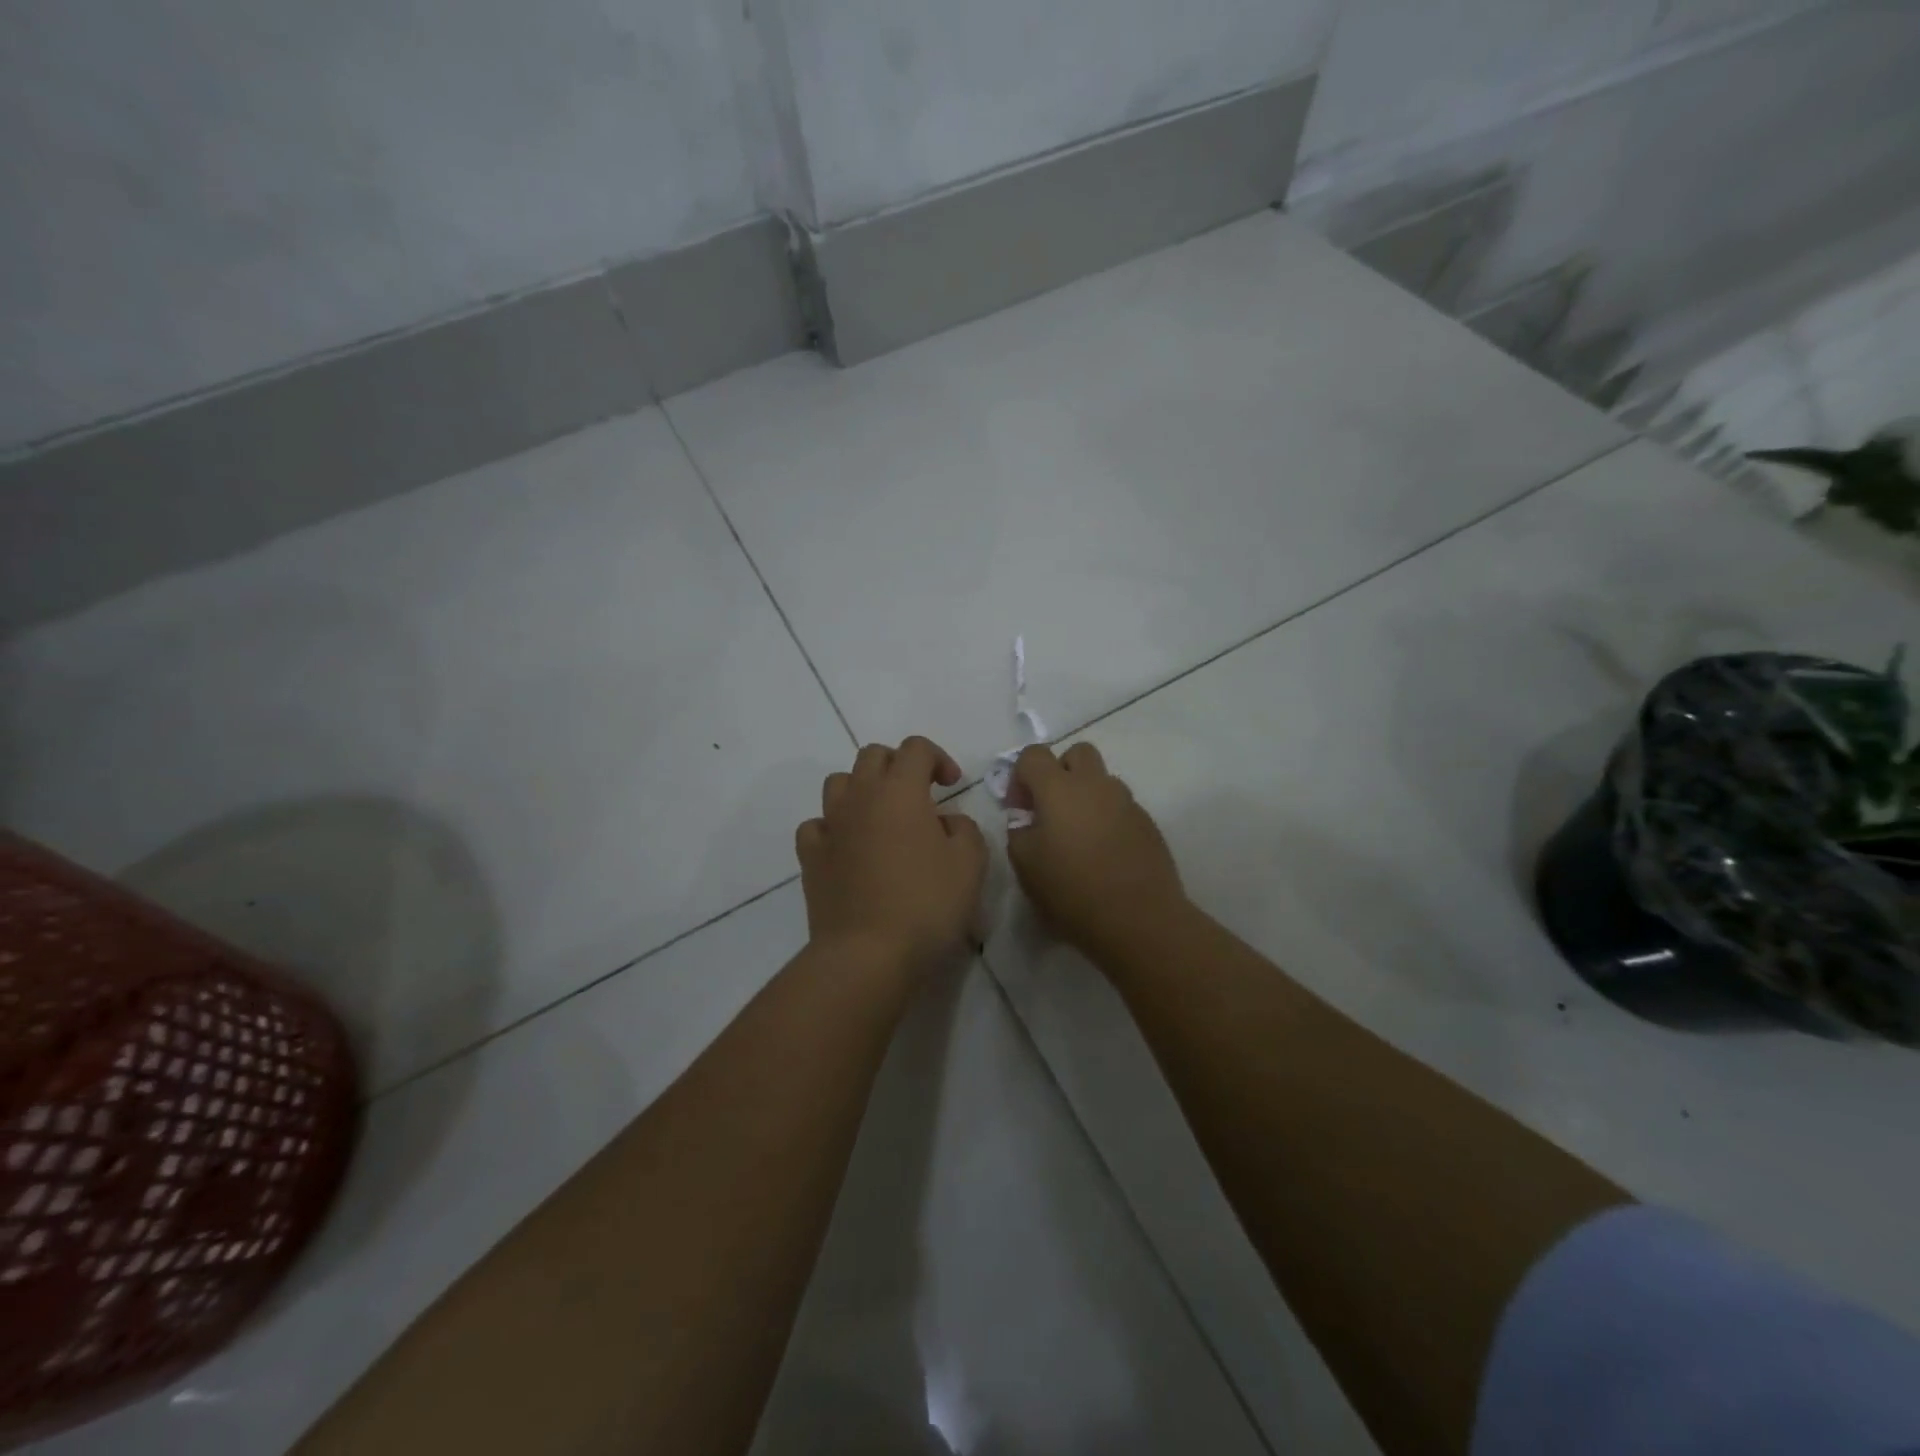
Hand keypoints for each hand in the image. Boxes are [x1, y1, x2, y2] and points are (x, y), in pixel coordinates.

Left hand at [796, 736, 988, 975]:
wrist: (868, 953)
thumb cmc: (926, 903)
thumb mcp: (970, 864)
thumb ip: (964, 829)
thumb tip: (945, 822)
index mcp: (900, 790)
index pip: (916, 748)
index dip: (937, 758)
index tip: (951, 785)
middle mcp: (860, 796)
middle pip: (873, 756)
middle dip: (898, 765)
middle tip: (919, 795)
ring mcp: (830, 826)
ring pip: (839, 783)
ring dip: (862, 789)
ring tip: (882, 817)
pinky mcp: (810, 857)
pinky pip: (817, 825)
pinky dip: (834, 827)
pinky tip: (849, 847)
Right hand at [1007, 742, 1187, 959]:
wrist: (1139, 920)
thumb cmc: (1072, 891)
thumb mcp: (1025, 864)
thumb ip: (1019, 830)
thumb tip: (1028, 818)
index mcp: (1060, 788)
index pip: (1033, 755)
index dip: (1020, 776)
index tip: (1019, 808)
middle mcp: (1096, 785)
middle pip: (1077, 753)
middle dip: (1059, 772)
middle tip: (1050, 810)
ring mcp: (1127, 802)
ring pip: (1101, 781)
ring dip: (1085, 796)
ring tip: (1079, 838)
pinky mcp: (1147, 824)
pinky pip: (1120, 807)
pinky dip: (1107, 819)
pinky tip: (1104, 854)